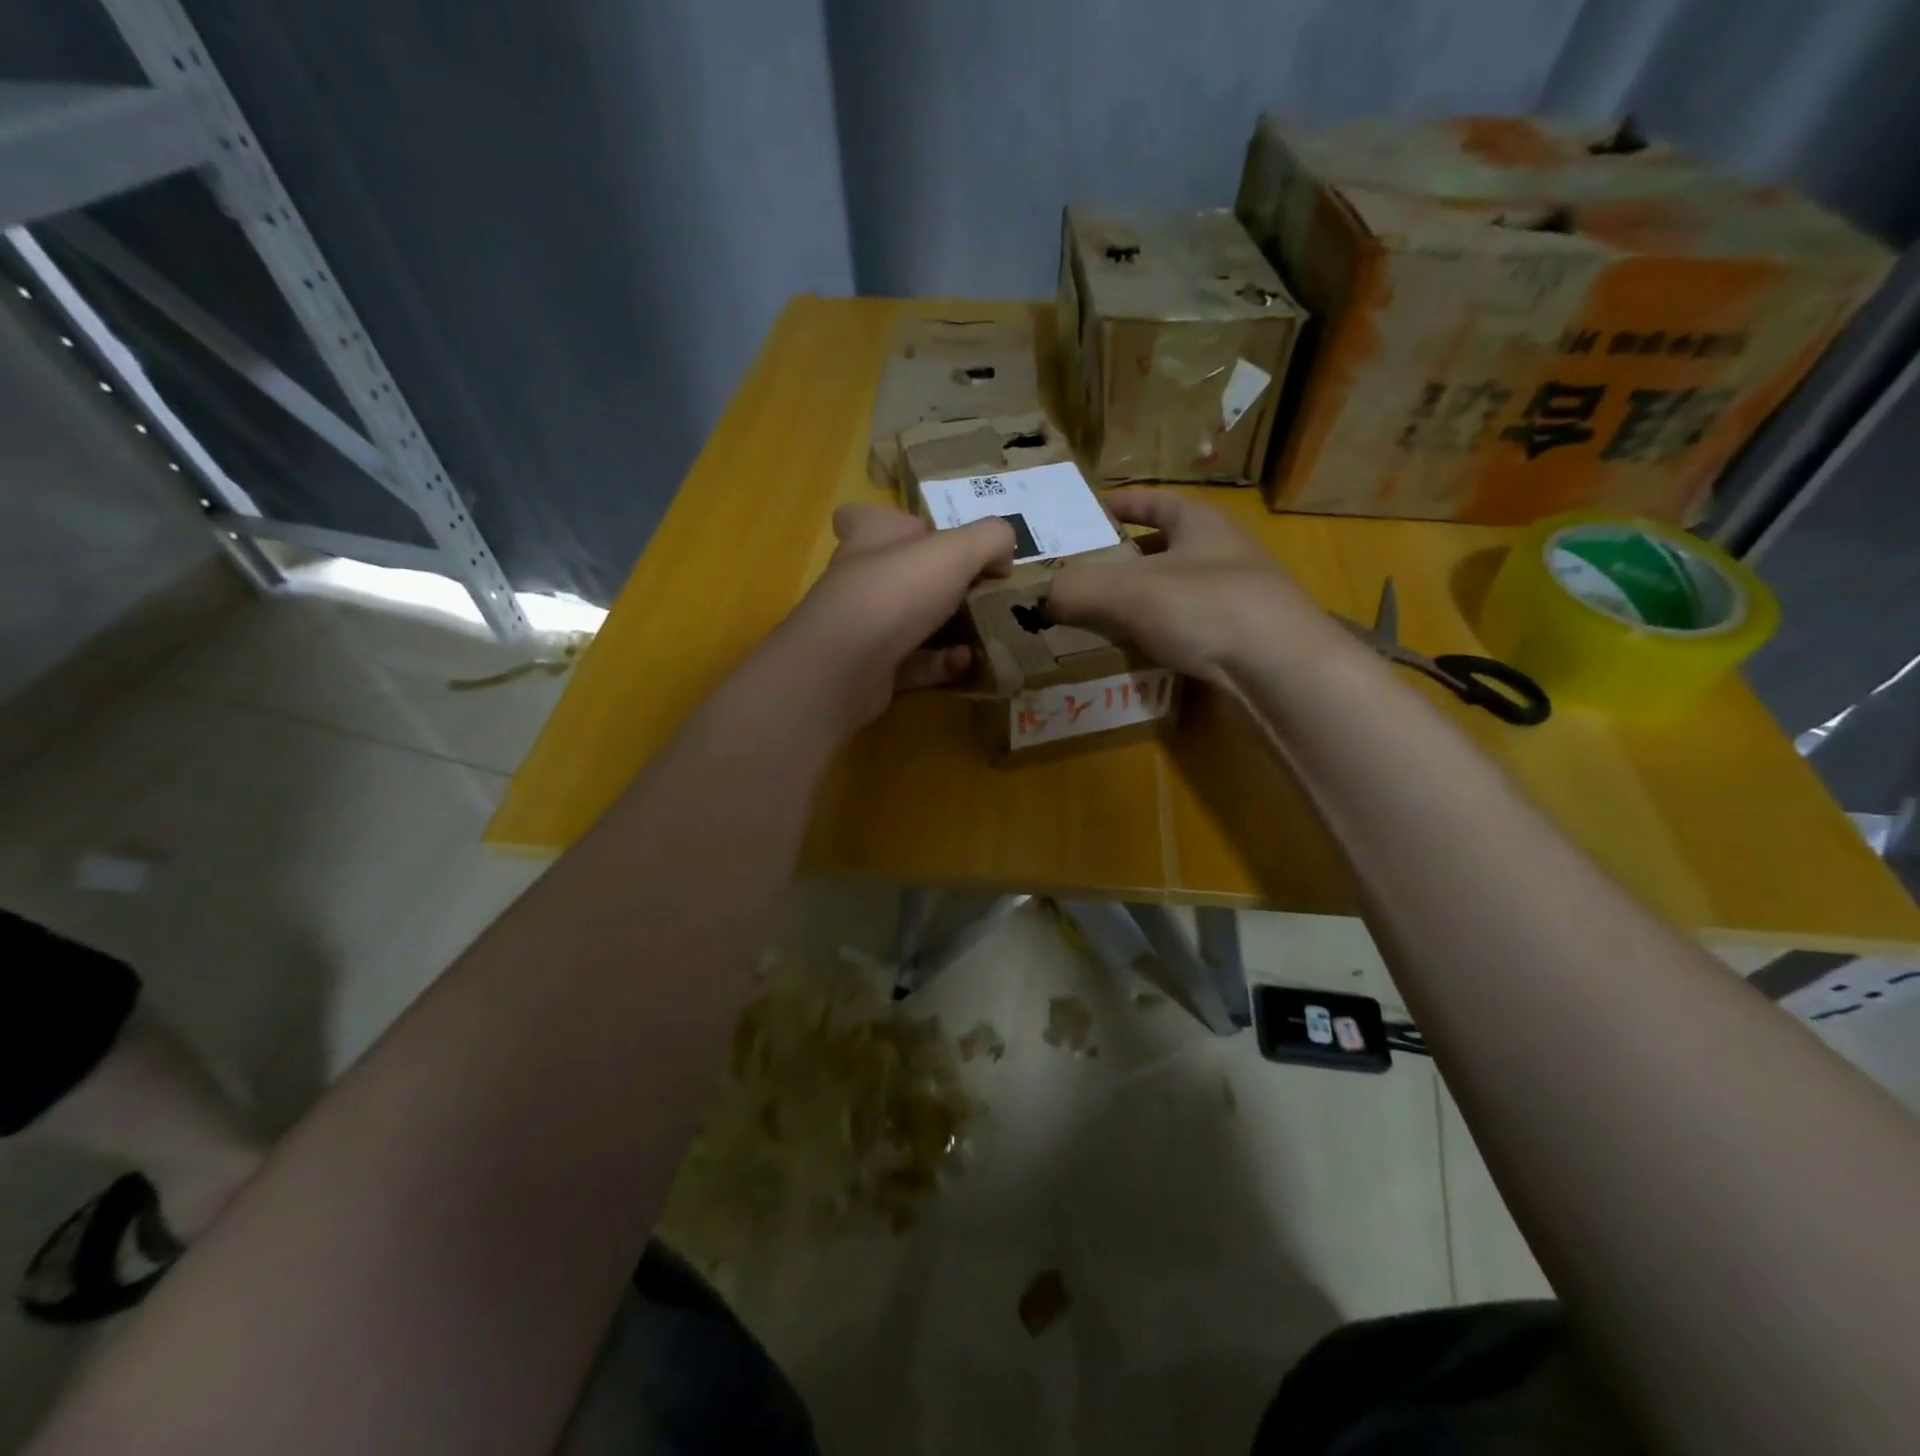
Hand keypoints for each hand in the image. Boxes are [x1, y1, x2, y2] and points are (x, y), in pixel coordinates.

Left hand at [774, 504, 1013, 729]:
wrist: (845, 667)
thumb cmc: (895, 591)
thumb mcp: (956, 551)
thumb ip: (990, 539)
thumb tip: (1003, 555)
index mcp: (870, 537)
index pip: (868, 518)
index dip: (894, 523)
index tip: (928, 537)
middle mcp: (860, 579)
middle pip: (897, 573)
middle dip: (937, 581)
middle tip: (980, 588)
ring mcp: (862, 627)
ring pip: (909, 621)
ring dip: (947, 626)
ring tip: (987, 629)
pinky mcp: (870, 670)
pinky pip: (914, 663)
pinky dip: (942, 662)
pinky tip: (968, 662)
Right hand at [1047, 488, 1339, 685]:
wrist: (1280, 671)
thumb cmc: (1206, 608)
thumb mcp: (1129, 590)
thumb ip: (1077, 588)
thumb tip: (1041, 598)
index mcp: (1200, 524)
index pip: (1156, 501)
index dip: (1122, 503)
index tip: (1086, 514)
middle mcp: (1220, 555)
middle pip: (1162, 548)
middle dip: (1122, 560)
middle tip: (1078, 576)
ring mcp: (1234, 599)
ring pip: (1173, 593)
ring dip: (1137, 603)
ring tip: (1095, 618)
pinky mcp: (1236, 641)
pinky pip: (1184, 631)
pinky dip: (1156, 637)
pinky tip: (1133, 654)